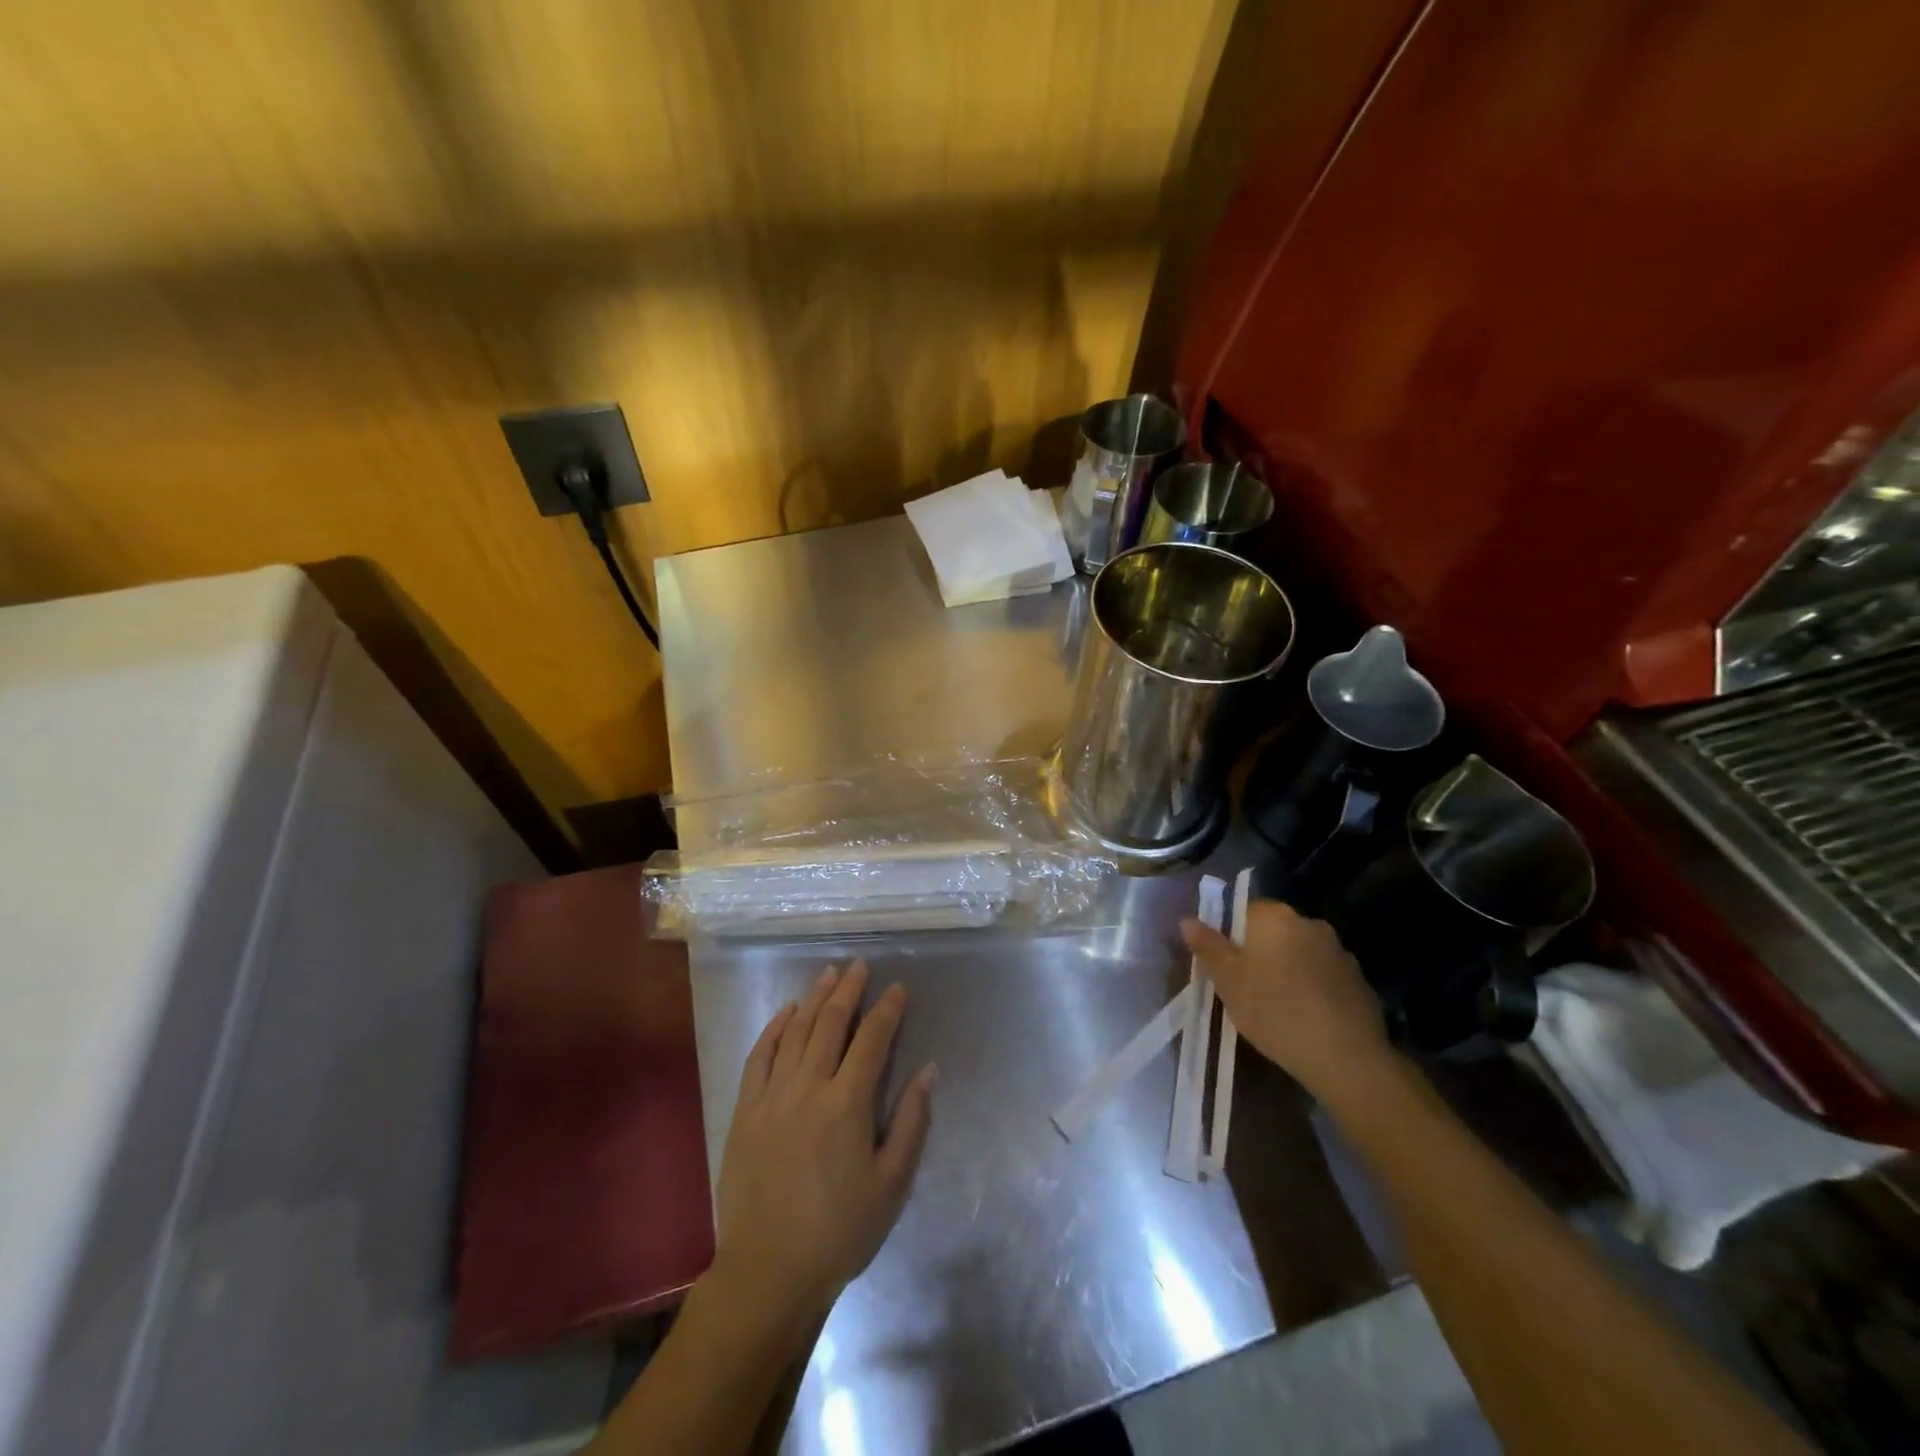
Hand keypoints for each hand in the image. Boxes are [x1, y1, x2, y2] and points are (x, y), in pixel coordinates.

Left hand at [709, 960, 935, 1332]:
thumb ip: (911, 1122)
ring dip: (813, 998)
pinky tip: (786, 1012)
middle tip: (860, 966)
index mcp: (847, 1104)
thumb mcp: (892, 1184)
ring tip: (828, 974)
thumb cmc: (840, 1232)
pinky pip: (759, 1057)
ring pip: (795, 1032)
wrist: (768, 1273)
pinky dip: (774, 1029)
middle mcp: (808, 1088)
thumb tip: (928, 1070)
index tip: (897, 988)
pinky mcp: (744, 1112)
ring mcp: (771, 1097)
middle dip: (848, 990)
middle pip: (830, 1024)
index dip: (887, 1010)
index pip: (872, 1040)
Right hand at [1181, 899, 1392, 1104]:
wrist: (1346, 1058)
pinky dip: (1312, 989)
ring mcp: (1340, 952)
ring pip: (1300, 954)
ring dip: (1287, 970)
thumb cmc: (1275, 1011)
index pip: (1243, 910)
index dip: (1229, 937)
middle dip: (1259, 954)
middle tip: (1245, 989)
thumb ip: (1207, 946)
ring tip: (1277, 1008)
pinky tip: (1307, 1019)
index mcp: (1275, 916)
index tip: (1225, 968)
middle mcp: (1310, 923)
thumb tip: (1187, 920)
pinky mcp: (1359, 981)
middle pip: (1273, 931)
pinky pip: (1324, 977)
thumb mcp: (1227, 981)